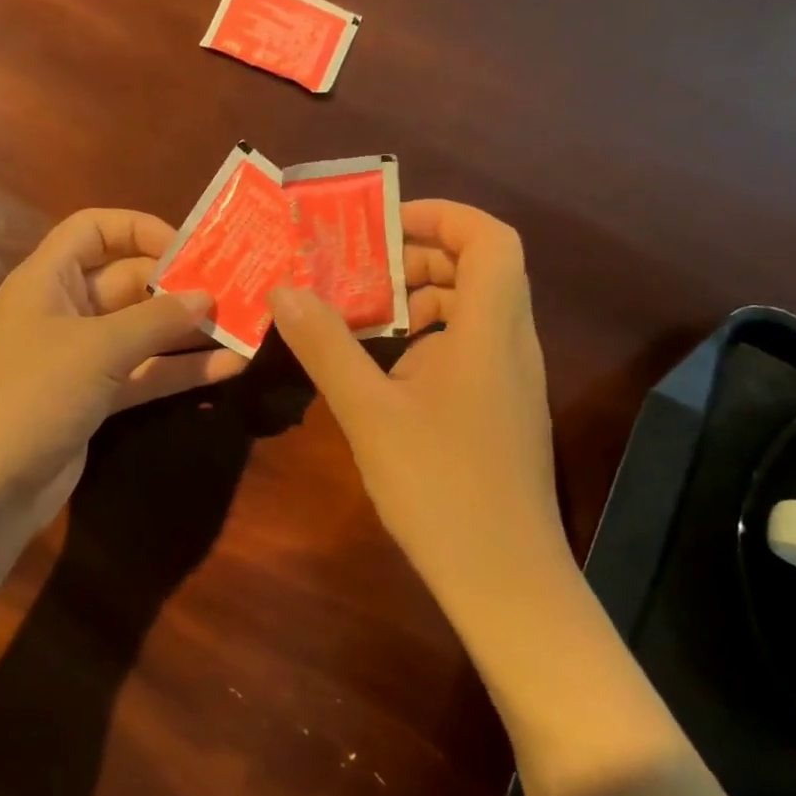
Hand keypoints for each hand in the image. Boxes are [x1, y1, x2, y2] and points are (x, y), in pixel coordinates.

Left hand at [0, 208, 247, 535]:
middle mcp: (62, 311)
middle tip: (235, 291)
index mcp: (47, 279)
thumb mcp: (97, 348)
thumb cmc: (31, 395)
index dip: (140, 229)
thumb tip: (207, 296)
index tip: (191, 249)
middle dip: (178, 286)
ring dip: (187, 331)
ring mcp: (78, 359)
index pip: (93, 229)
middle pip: (126, 281)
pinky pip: (141, 374)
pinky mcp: (92, 400)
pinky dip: (178, 370)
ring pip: (140, 332)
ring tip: (244, 328)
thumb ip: (156, 319)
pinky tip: (228, 369)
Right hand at [267, 200, 569, 621]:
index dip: (442, 216)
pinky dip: (427, 336)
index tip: (381, 228)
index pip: (490, 238)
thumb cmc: (439, 487)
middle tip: (358, 272)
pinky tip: (383, 370)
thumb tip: (284, 289)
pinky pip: (468, 346)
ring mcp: (510, 379)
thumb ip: (326, 345)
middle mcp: (511, 344)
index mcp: (490, 331)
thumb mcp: (368, 412)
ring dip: (420, 299)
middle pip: (480, 267)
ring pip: (473, 309)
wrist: (504, 579)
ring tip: (361, 317)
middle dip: (418, 257)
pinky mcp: (500, 408)